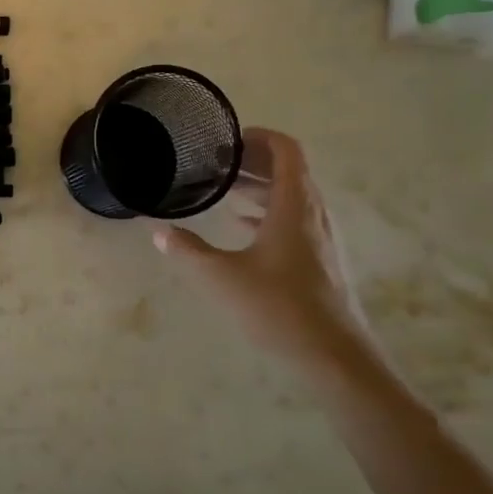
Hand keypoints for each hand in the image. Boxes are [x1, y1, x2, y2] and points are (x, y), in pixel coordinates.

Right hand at [151, 129, 372, 369]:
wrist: (334, 356)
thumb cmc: (279, 307)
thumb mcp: (222, 277)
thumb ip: (188, 251)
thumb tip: (158, 232)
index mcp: (294, 206)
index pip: (287, 151)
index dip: (260, 137)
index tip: (228, 138)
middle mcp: (313, 214)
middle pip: (290, 171)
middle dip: (254, 161)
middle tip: (217, 162)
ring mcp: (320, 238)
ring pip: (292, 196)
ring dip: (261, 186)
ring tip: (225, 188)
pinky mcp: (320, 260)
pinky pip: (294, 219)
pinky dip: (269, 211)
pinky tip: (244, 226)